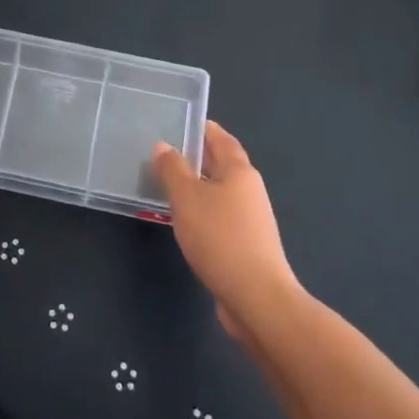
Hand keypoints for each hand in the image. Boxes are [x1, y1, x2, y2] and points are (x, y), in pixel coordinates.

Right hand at [152, 121, 298, 335]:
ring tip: (170, 185)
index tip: (186, 121)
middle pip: (223, 166)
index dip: (206, 129)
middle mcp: (250, 191)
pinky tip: (185, 221)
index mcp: (240, 172)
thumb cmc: (220, 238)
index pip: (222, 140)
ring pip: (221, 193)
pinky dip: (202, 212)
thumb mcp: (187, 198)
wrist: (256, 297)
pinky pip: (220, 217)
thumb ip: (173, 170)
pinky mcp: (246, 246)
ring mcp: (251, 221)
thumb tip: (163, 146)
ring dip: (199, 187)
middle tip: (169, 151)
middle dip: (200, 157)